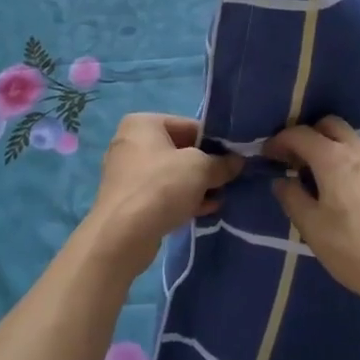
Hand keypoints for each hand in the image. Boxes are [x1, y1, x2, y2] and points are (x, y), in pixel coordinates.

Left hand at [84, 115, 243, 275]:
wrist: (122, 236)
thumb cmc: (161, 186)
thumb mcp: (200, 169)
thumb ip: (221, 163)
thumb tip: (237, 161)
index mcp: (143, 123)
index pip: (188, 126)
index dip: (214, 142)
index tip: (233, 158)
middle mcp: (131, 142)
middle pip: (179, 150)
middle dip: (204, 167)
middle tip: (228, 180)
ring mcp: (127, 173)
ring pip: (171, 174)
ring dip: (196, 186)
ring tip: (220, 198)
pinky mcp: (128, 201)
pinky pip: (161, 194)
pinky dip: (182, 199)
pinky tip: (204, 211)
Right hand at [266, 117, 359, 324]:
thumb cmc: (356, 252)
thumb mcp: (313, 229)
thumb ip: (292, 199)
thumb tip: (282, 180)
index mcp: (334, 158)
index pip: (300, 134)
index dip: (279, 141)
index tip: (267, 155)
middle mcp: (359, 151)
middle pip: (329, 125)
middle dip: (308, 135)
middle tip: (294, 160)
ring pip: (349, 140)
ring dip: (330, 148)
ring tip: (318, 178)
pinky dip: (348, 162)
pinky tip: (345, 192)